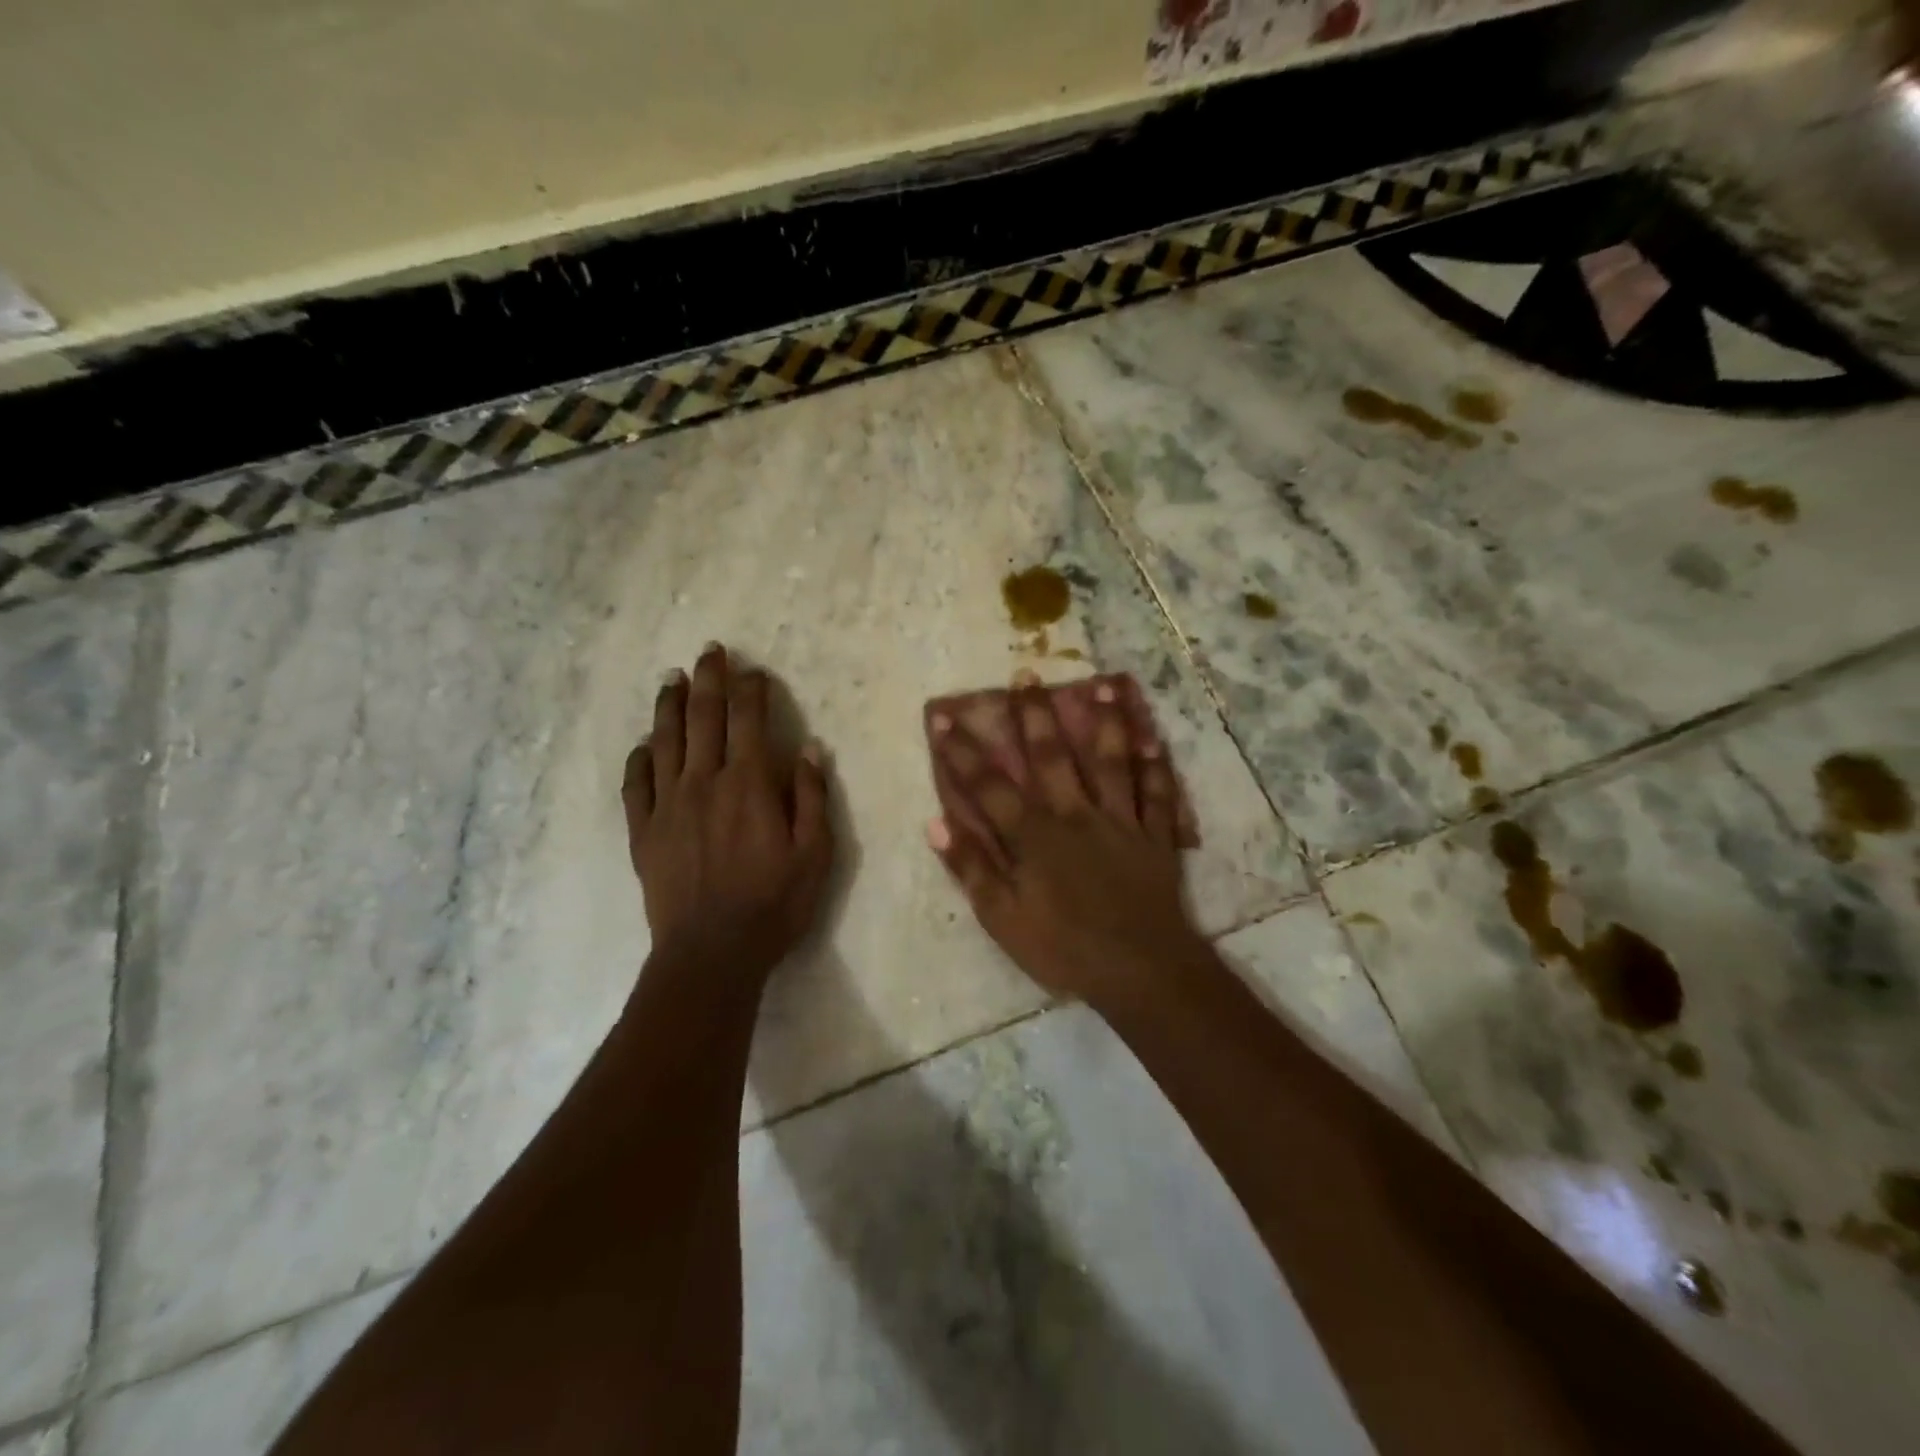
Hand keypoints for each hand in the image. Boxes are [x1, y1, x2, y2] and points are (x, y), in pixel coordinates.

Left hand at [624, 645, 832, 979]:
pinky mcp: (643, 832)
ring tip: (671, 679)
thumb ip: (810, 796)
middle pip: (703, 717)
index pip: (748, 720)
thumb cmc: (773, 903)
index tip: (755, 672)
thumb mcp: (814, 853)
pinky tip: (644, 744)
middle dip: (708, 679)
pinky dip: (640, 758)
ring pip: (665, 741)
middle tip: (709, 652)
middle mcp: (703, 782)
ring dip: (669, 706)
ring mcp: (667, 805)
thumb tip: (809, 748)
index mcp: (747, 784)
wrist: (711, 952)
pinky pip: (636, 784)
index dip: (752, 690)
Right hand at [928, 673, 1204, 1002]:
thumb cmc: (1063, 947)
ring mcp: (1120, 821)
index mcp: (1034, 836)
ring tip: (1103, 686)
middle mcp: (1075, 815)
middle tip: (1027, 675)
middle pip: (1051, 757)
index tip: (944, 717)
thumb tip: (936, 822)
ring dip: (1105, 723)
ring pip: (1111, 762)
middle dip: (1034, 715)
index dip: (962, 752)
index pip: (989, 786)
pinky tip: (1154, 741)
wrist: (1140, 969)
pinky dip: (1157, 768)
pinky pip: (1158, 795)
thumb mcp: (1002, 918)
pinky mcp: (1155, 837)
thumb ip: (971, 867)